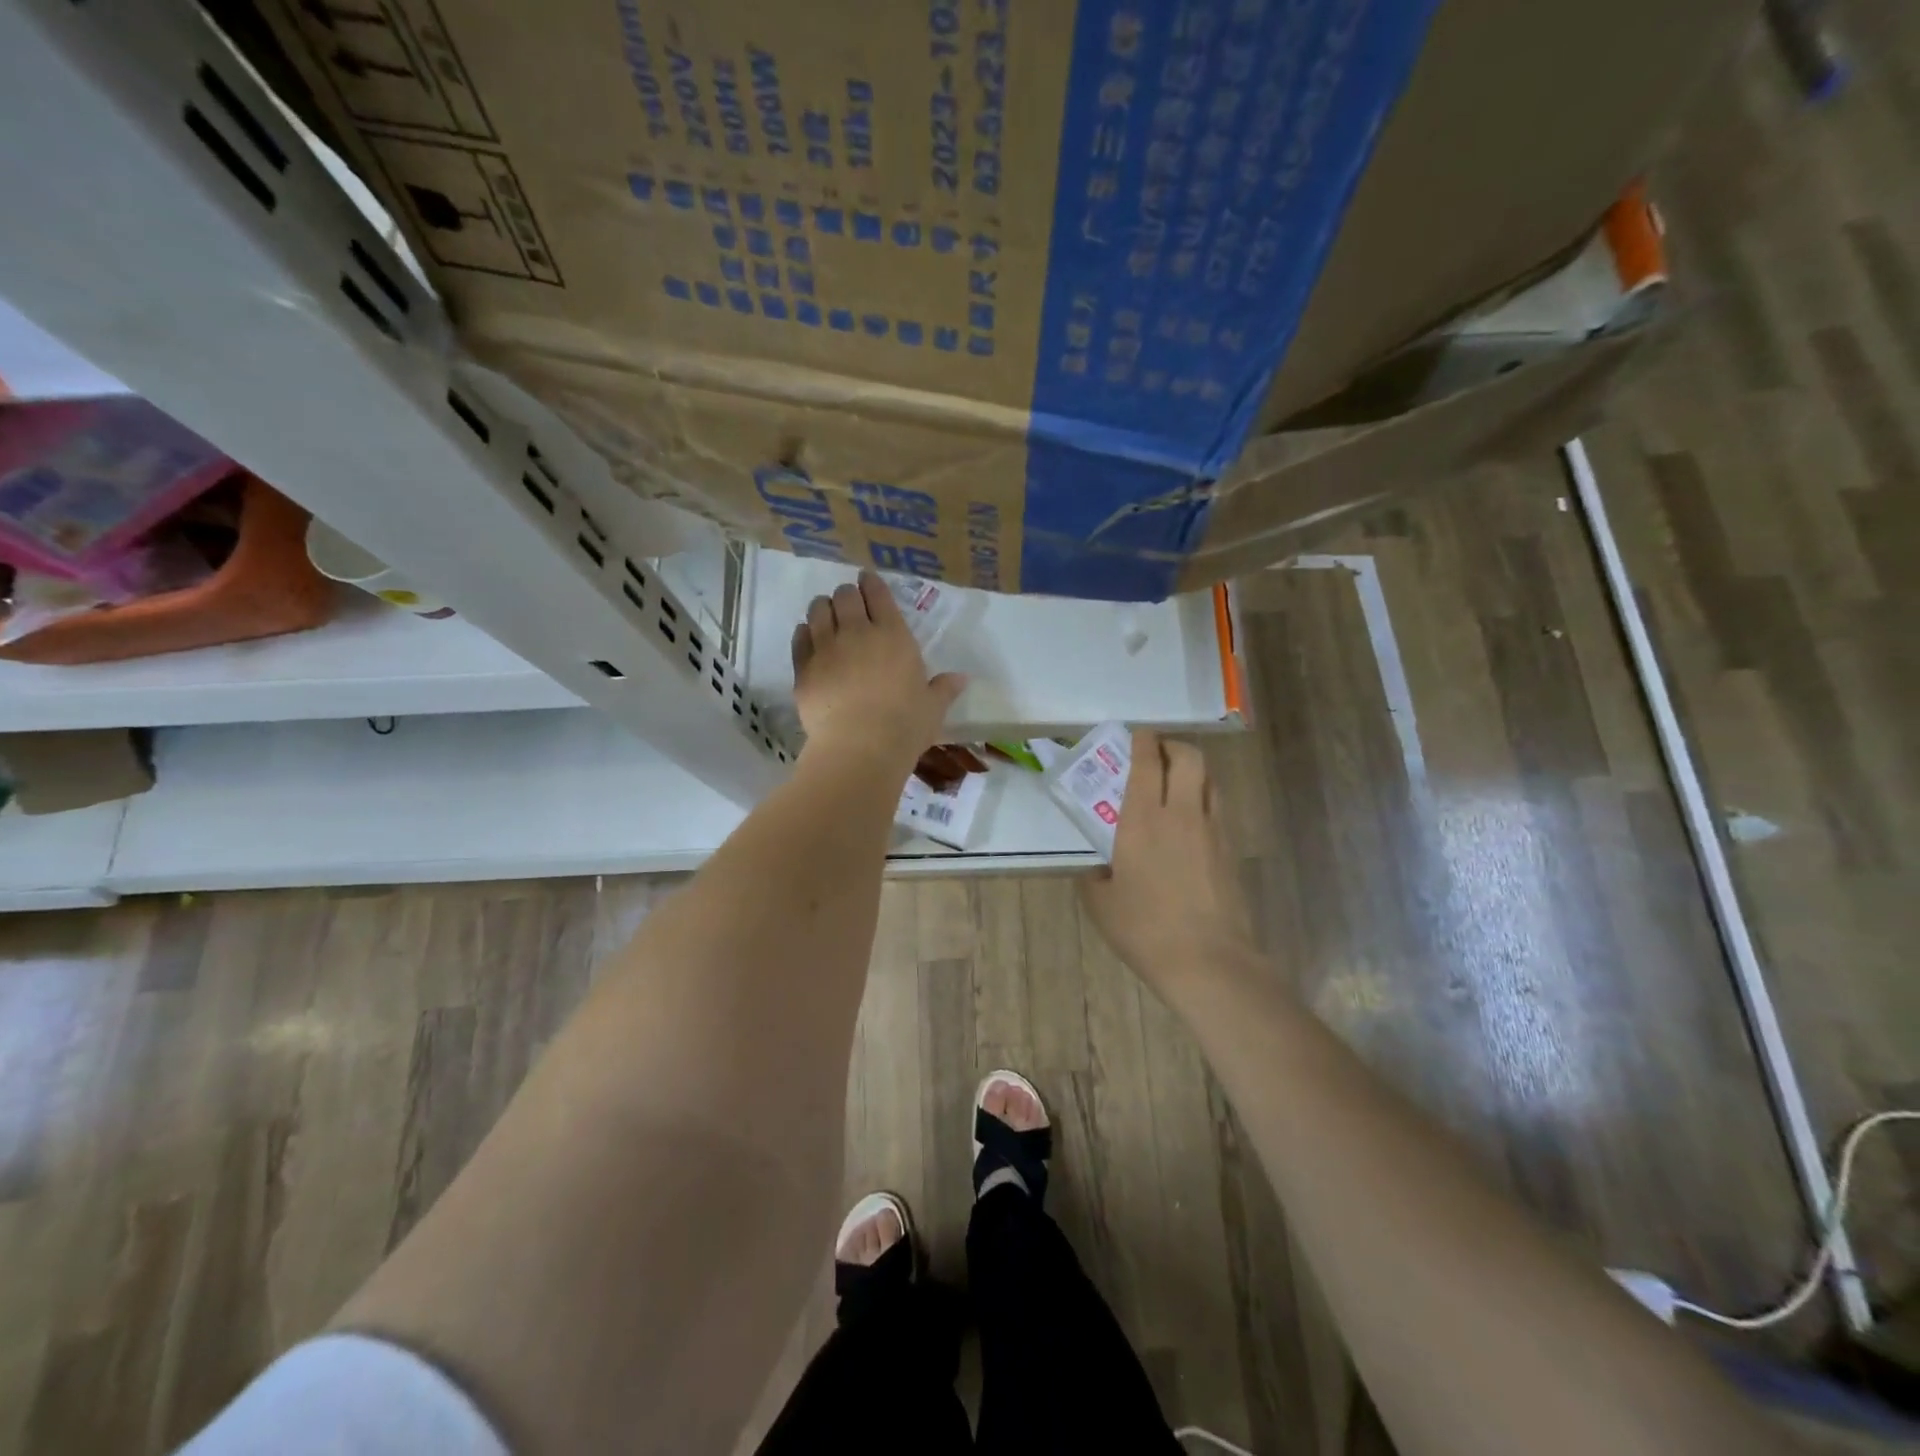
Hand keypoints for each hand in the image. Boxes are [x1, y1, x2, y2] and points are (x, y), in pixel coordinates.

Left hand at [791, 571, 965, 769]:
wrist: (859, 748)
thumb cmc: (904, 726)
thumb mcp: (933, 708)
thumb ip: (944, 689)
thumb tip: (962, 679)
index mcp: (893, 635)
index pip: (878, 595)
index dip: (871, 583)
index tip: (866, 580)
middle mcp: (857, 632)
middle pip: (845, 596)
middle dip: (847, 595)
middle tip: (849, 603)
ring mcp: (826, 648)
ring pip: (818, 610)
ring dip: (823, 608)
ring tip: (826, 614)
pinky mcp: (803, 668)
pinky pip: (799, 637)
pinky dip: (804, 632)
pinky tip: (808, 636)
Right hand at [1080, 729, 1256, 995]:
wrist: (1208, 962)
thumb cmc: (1145, 929)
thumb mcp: (1101, 904)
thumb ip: (1095, 876)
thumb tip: (1099, 869)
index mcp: (1143, 820)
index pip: (1148, 763)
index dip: (1143, 741)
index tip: (1137, 735)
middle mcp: (1182, 814)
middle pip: (1189, 758)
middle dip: (1173, 746)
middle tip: (1156, 754)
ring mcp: (1213, 831)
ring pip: (1210, 780)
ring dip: (1193, 772)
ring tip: (1176, 784)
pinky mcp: (1231, 851)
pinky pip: (1218, 809)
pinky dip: (1204, 801)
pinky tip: (1190, 824)